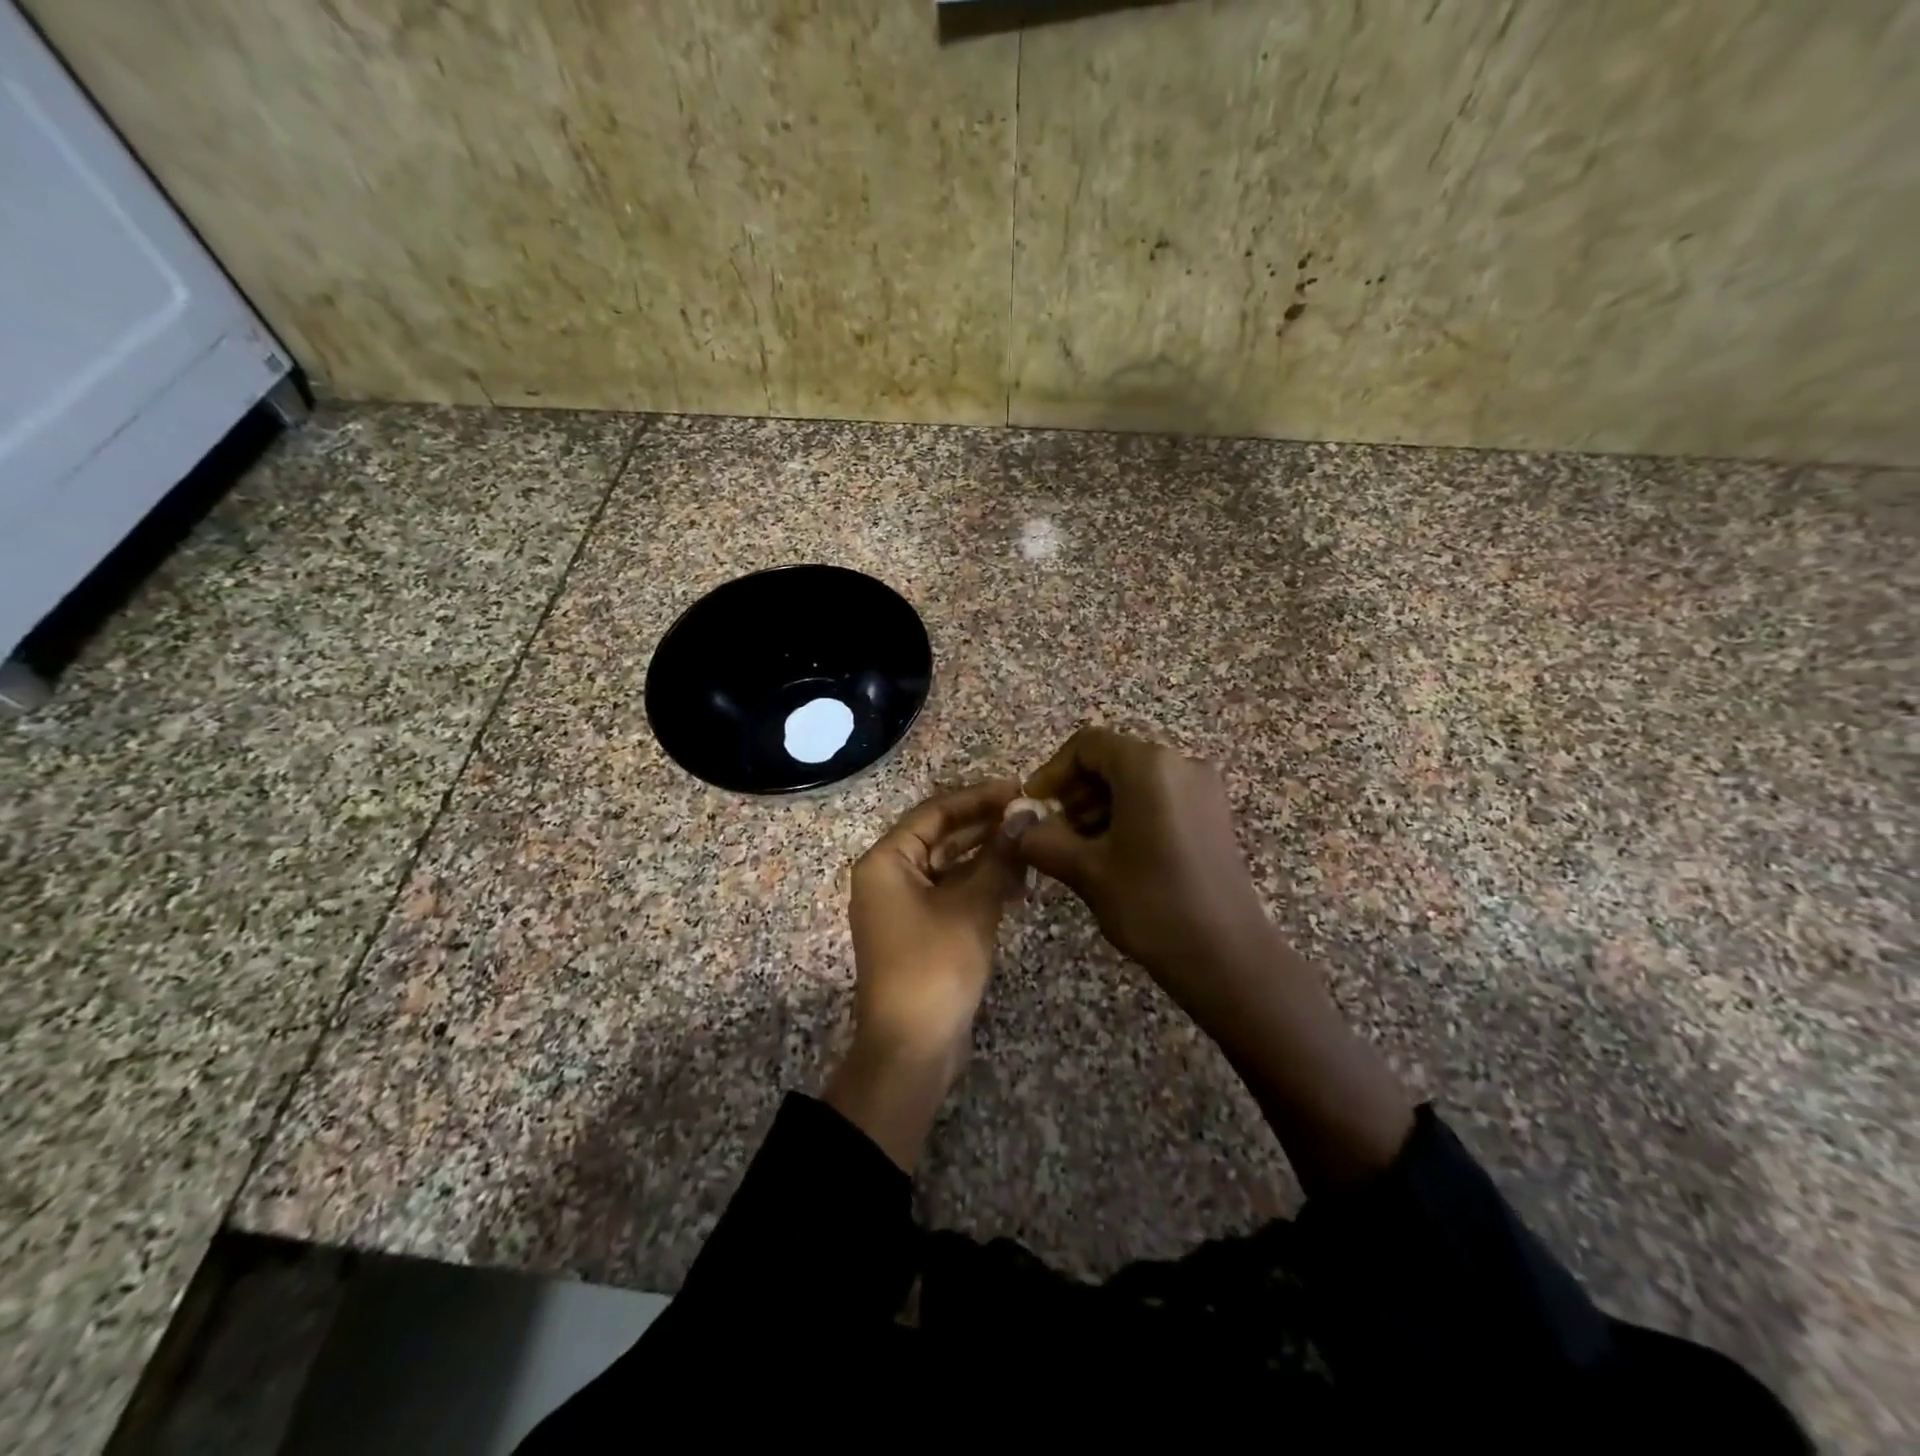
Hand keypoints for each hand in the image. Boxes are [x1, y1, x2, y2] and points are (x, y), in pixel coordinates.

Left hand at [826, 780, 1026, 1170]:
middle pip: (941, 836)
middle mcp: (889, 876)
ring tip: (1032, 847)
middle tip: (1032, 816)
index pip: (935, 812)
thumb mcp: (973, 907)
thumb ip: (999, 856)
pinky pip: (952, 892)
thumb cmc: (935, 967)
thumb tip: (1026, 815)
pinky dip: (982, 885)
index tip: (1019, 790)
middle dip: (986, 826)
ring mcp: (904, 905)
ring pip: (950, 865)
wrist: (912, 1050)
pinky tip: (1019, 883)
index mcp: (887, 861)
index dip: (978, 798)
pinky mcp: (922, 929)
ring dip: (988, 856)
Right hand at [1012, 727, 1275, 1013]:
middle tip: (1053, 832)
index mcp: (1149, 766)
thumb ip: (1041, 840)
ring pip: (1135, 780)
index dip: (1052, 772)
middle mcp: (1180, 763)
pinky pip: (1160, 797)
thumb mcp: (1086, 870)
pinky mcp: (1212, 815)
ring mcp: (1202, 789)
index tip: (1033, 808)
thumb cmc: (1151, 903)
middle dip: (1075, 791)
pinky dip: (1129, 814)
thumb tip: (1013, 827)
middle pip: (1112, 759)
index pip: (1087, 745)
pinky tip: (1114, 855)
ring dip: (1099, 805)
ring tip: (1079, 849)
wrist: (1227, 956)